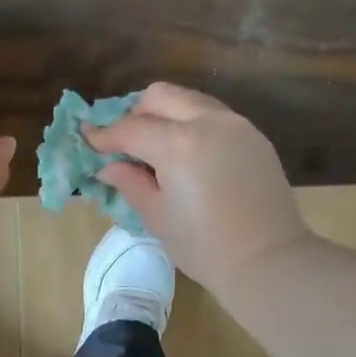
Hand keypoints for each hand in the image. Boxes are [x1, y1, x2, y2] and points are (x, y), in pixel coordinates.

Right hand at [85, 83, 310, 298]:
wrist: (267, 260)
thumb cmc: (203, 246)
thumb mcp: (157, 216)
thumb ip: (130, 182)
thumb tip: (108, 166)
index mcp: (179, 144)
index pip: (130, 128)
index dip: (104, 135)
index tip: (87, 139)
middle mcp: (208, 122)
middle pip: (160, 96)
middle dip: (136, 114)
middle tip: (125, 143)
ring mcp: (236, 125)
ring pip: (190, 101)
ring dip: (166, 115)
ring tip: (155, 148)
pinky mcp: (254, 137)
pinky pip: (214, 117)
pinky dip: (192, 125)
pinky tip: (187, 156)